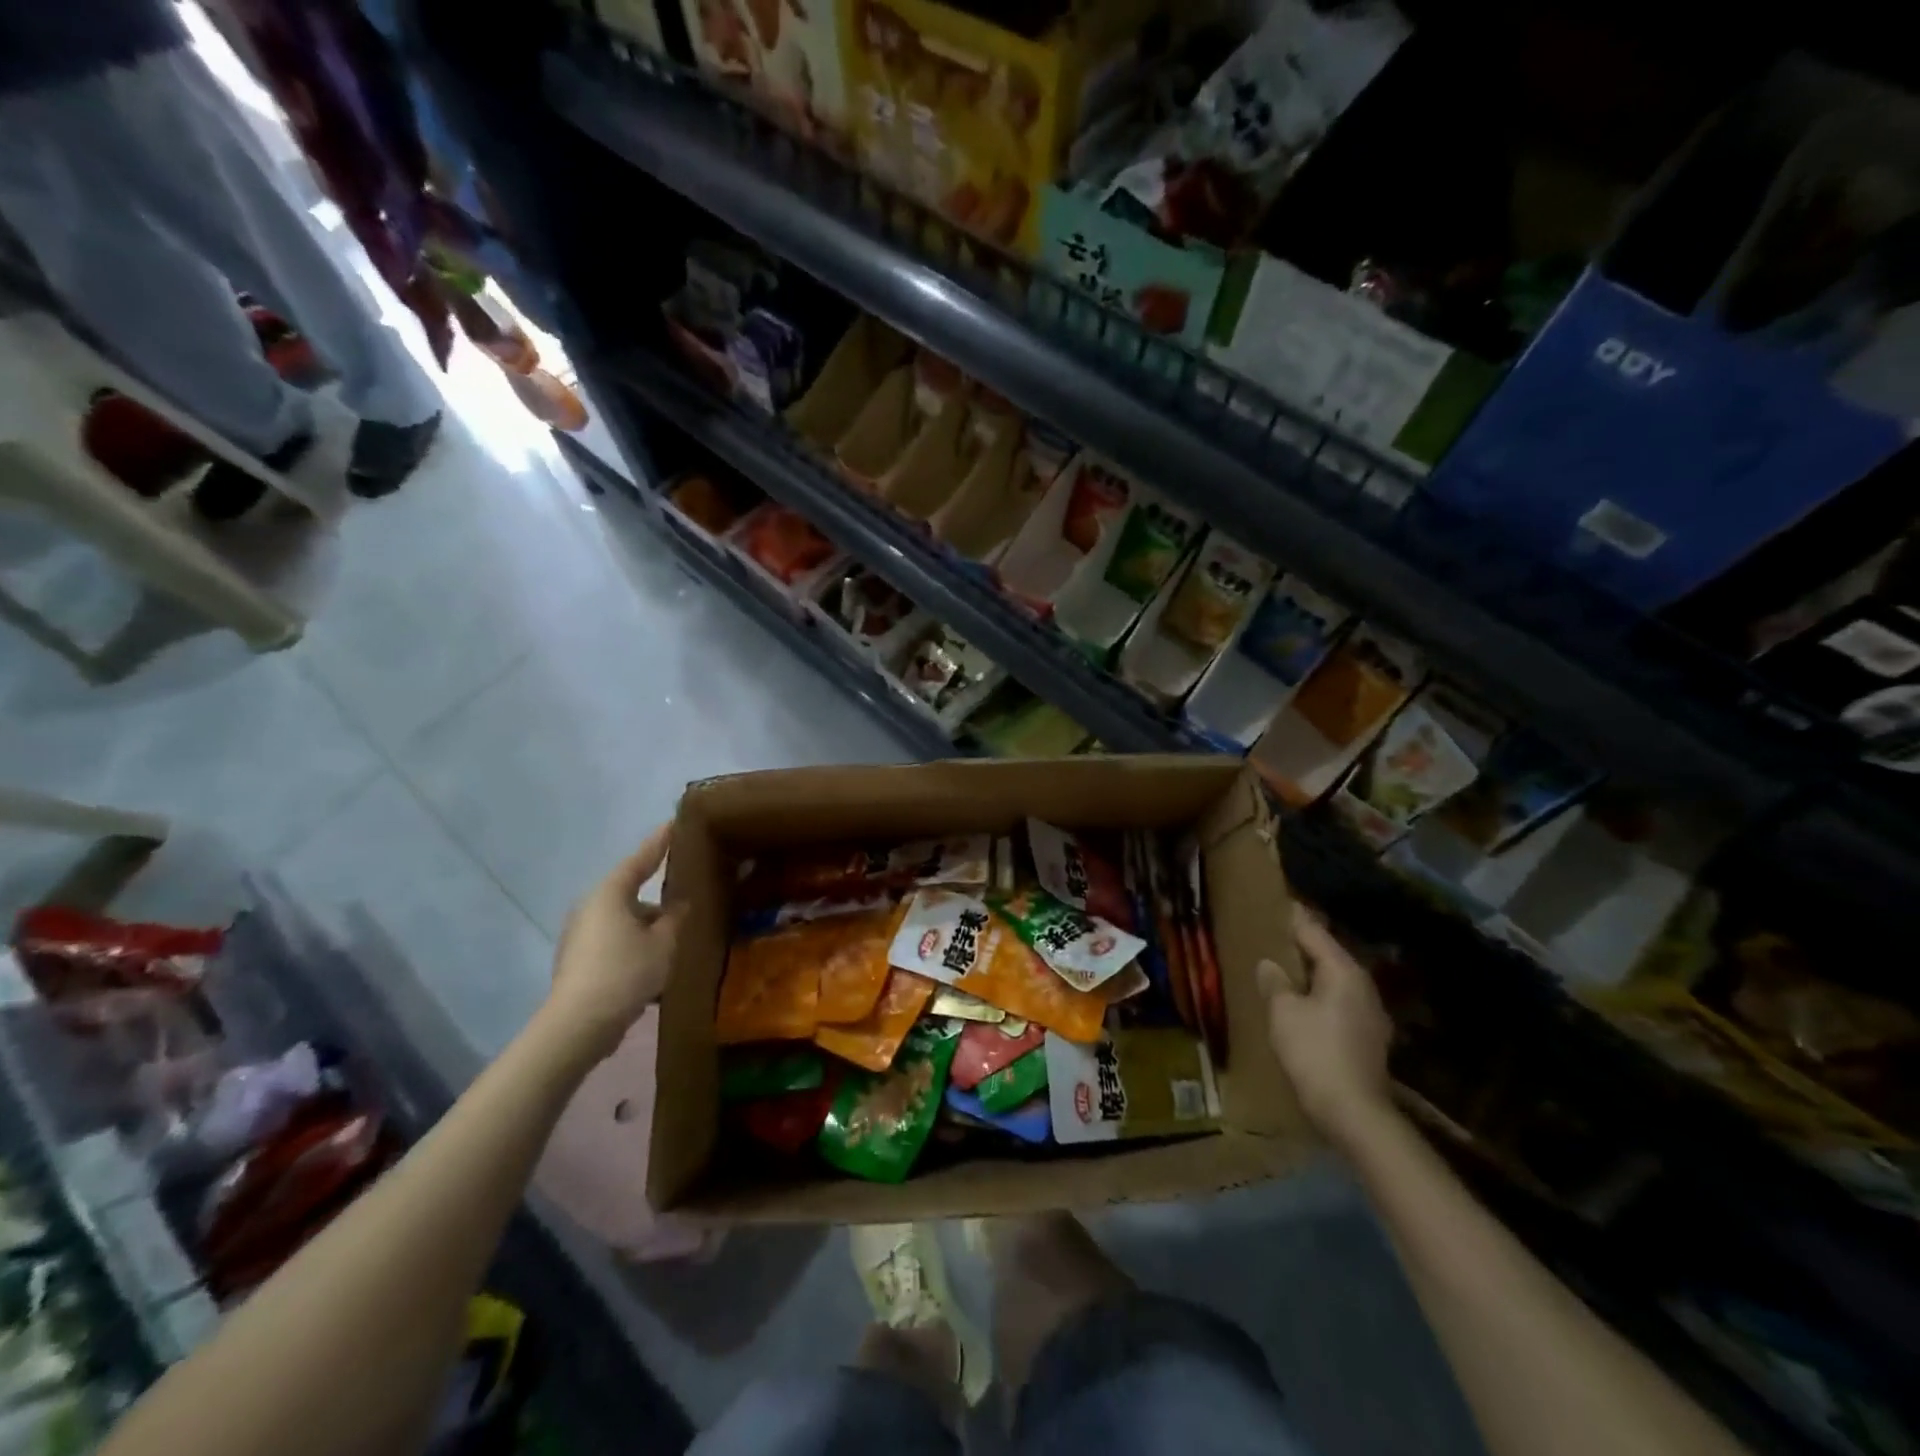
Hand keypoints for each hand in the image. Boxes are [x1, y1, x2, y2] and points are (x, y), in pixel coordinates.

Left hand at [544, 826, 683, 1061]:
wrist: (578, 1026)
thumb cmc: (625, 972)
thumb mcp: (664, 943)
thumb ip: (676, 919)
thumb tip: (680, 905)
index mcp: (610, 894)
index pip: (640, 860)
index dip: (659, 843)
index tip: (673, 825)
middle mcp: (590, 908)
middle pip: (630, 894)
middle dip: (657, 900)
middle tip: (685, 898)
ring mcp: (580, 936)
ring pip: (623, 922)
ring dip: (647, 928)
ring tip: (674, 940)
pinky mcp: (577, 962)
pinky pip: (614, 943)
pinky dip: (634, 947)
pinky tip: (653, 966)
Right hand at [1258, 905, 1393, 1150]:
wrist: (1354, 1112)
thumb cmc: (1315, 1052)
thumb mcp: (1283, 1012)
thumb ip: (1275, 982)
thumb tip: (1270, 964)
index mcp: (1344, 972)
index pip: (1314, 933)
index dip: (1293, 918)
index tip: (1277, 904)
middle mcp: (1363, 986)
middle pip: (1328, 955)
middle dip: (1302, 946)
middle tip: (1273, 936)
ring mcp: (1370, 1013)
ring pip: (1334, 980)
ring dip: (1310, 973)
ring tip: (1282, 969)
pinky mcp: (1368, 1037)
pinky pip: (1338, 1002)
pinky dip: (1319, 995)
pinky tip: (1301, 1004)